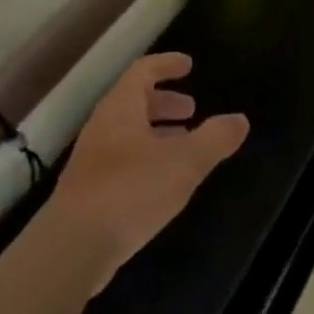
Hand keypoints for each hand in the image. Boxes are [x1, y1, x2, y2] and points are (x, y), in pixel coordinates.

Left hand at [46, 53, 248, 289]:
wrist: (72, 248)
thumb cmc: (131, 190)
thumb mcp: (184, 162)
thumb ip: (214, 139)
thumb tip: (240, 120)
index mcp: (121, 107)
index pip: (143, 71)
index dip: (166, 65)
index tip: (188, 65)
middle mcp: (102, 126)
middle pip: (133, 101)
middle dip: (164, 102)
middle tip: (191, 109)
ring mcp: (91, 160)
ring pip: (127, 132)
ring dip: (156, 132)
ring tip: (184, 145)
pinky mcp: (87, 191)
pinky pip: (120, 160)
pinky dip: (145, 158)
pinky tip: (162, 182)